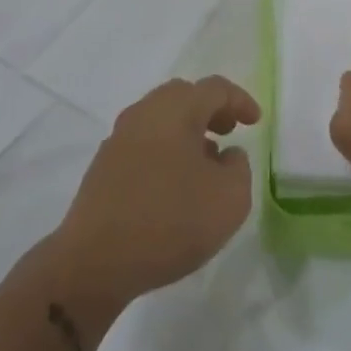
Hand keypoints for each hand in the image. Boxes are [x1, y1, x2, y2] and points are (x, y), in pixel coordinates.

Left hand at [52, 76, 260, 304]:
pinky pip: (143, 144)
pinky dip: (165, 151)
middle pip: (182, 96)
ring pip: (159, 119)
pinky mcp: (103, 167)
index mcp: (175, 110)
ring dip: (186, 132)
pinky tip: (174, 184)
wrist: (94, 262)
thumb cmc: (170, 221)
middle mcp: (144, 114)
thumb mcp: (229, 199)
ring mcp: (118, 139)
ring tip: (205, 162)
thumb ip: (239, 168)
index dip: (239, 101)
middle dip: (209, 110)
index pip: (214, 89)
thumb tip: (226, 155)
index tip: (255, 122)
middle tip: (228, 131)